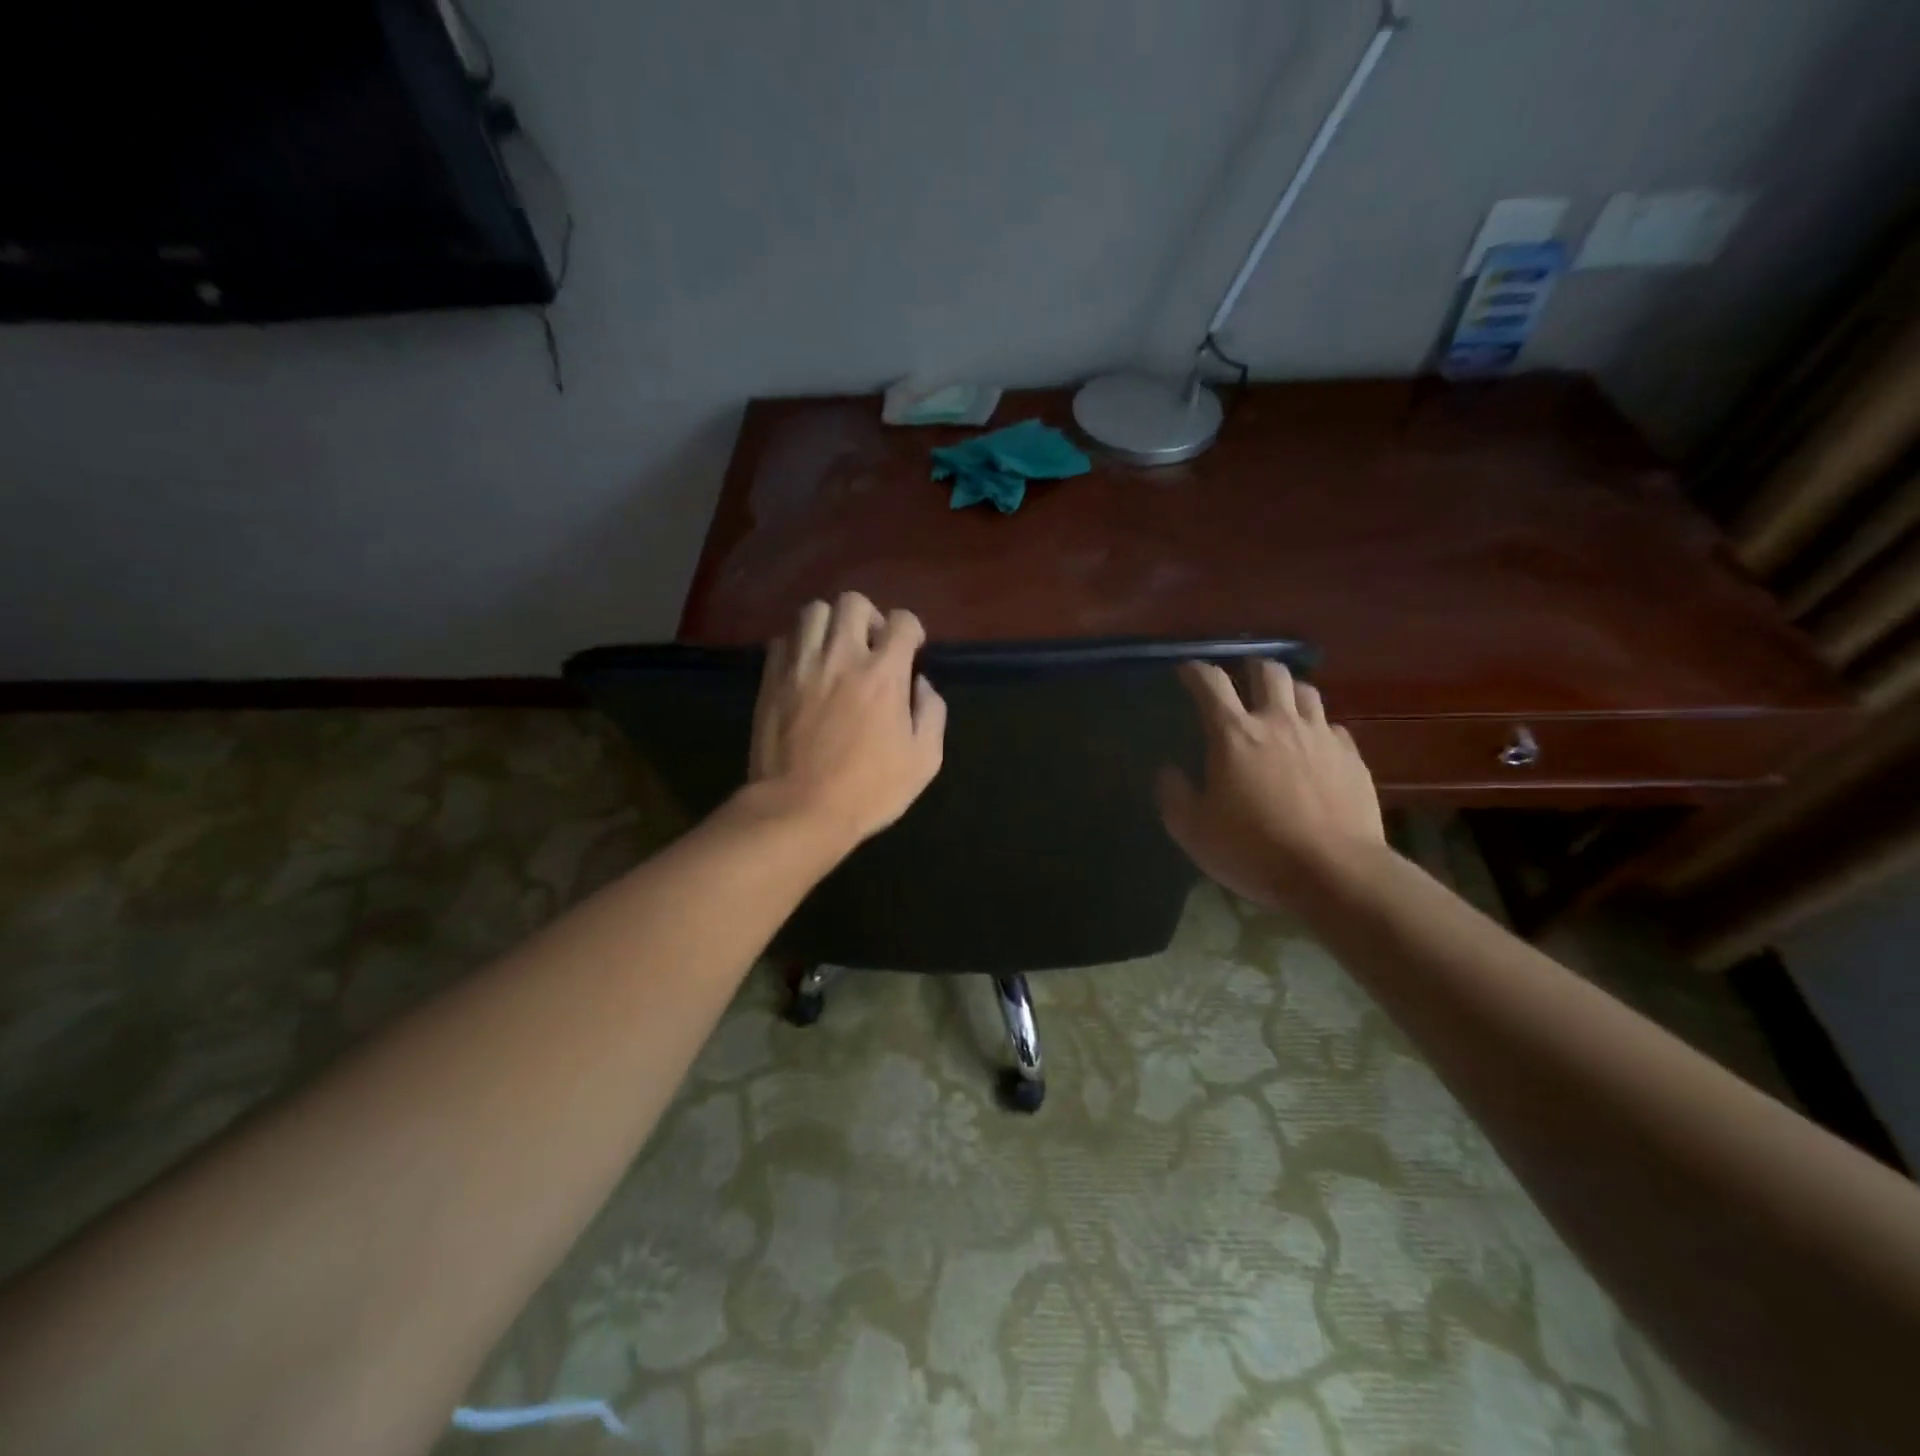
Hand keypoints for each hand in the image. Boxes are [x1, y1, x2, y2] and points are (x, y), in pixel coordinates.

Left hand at [744, 593, 946, 848]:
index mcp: (883, 674)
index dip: (911, 630)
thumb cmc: (868, 791)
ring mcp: (801, 665)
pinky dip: (798, 645)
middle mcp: (841, 656)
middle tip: (871, 647)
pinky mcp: (771, 679)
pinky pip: (783, 640)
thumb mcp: (923, 760)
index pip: (902, 621)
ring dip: (830, 624)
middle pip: (853, 602)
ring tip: (835, 651)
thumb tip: (920, 684)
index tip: (910, 650)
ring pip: (813, 612)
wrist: (798, 810)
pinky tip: (805, 668)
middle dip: (869, 617)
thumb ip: (931, 713)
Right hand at [1158, 659, 1385, 910]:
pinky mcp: (1351, 757)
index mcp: (1234, 735)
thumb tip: (1168, 771)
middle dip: (1250, 668)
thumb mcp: (1193, 831)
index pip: (1210, 683)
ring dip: (1288, 691)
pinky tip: (1313, 746)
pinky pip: (1332, 726)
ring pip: (1306, 691)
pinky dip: (1317, 727)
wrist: (1335, 873)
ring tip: (1280, 705)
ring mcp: (1320, 736)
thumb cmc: (1254, 851)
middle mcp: (1278, 722)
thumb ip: (1174, 795)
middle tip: (1241, 680)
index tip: (1186, 671)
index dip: (1195, 671)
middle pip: (1268, 672)